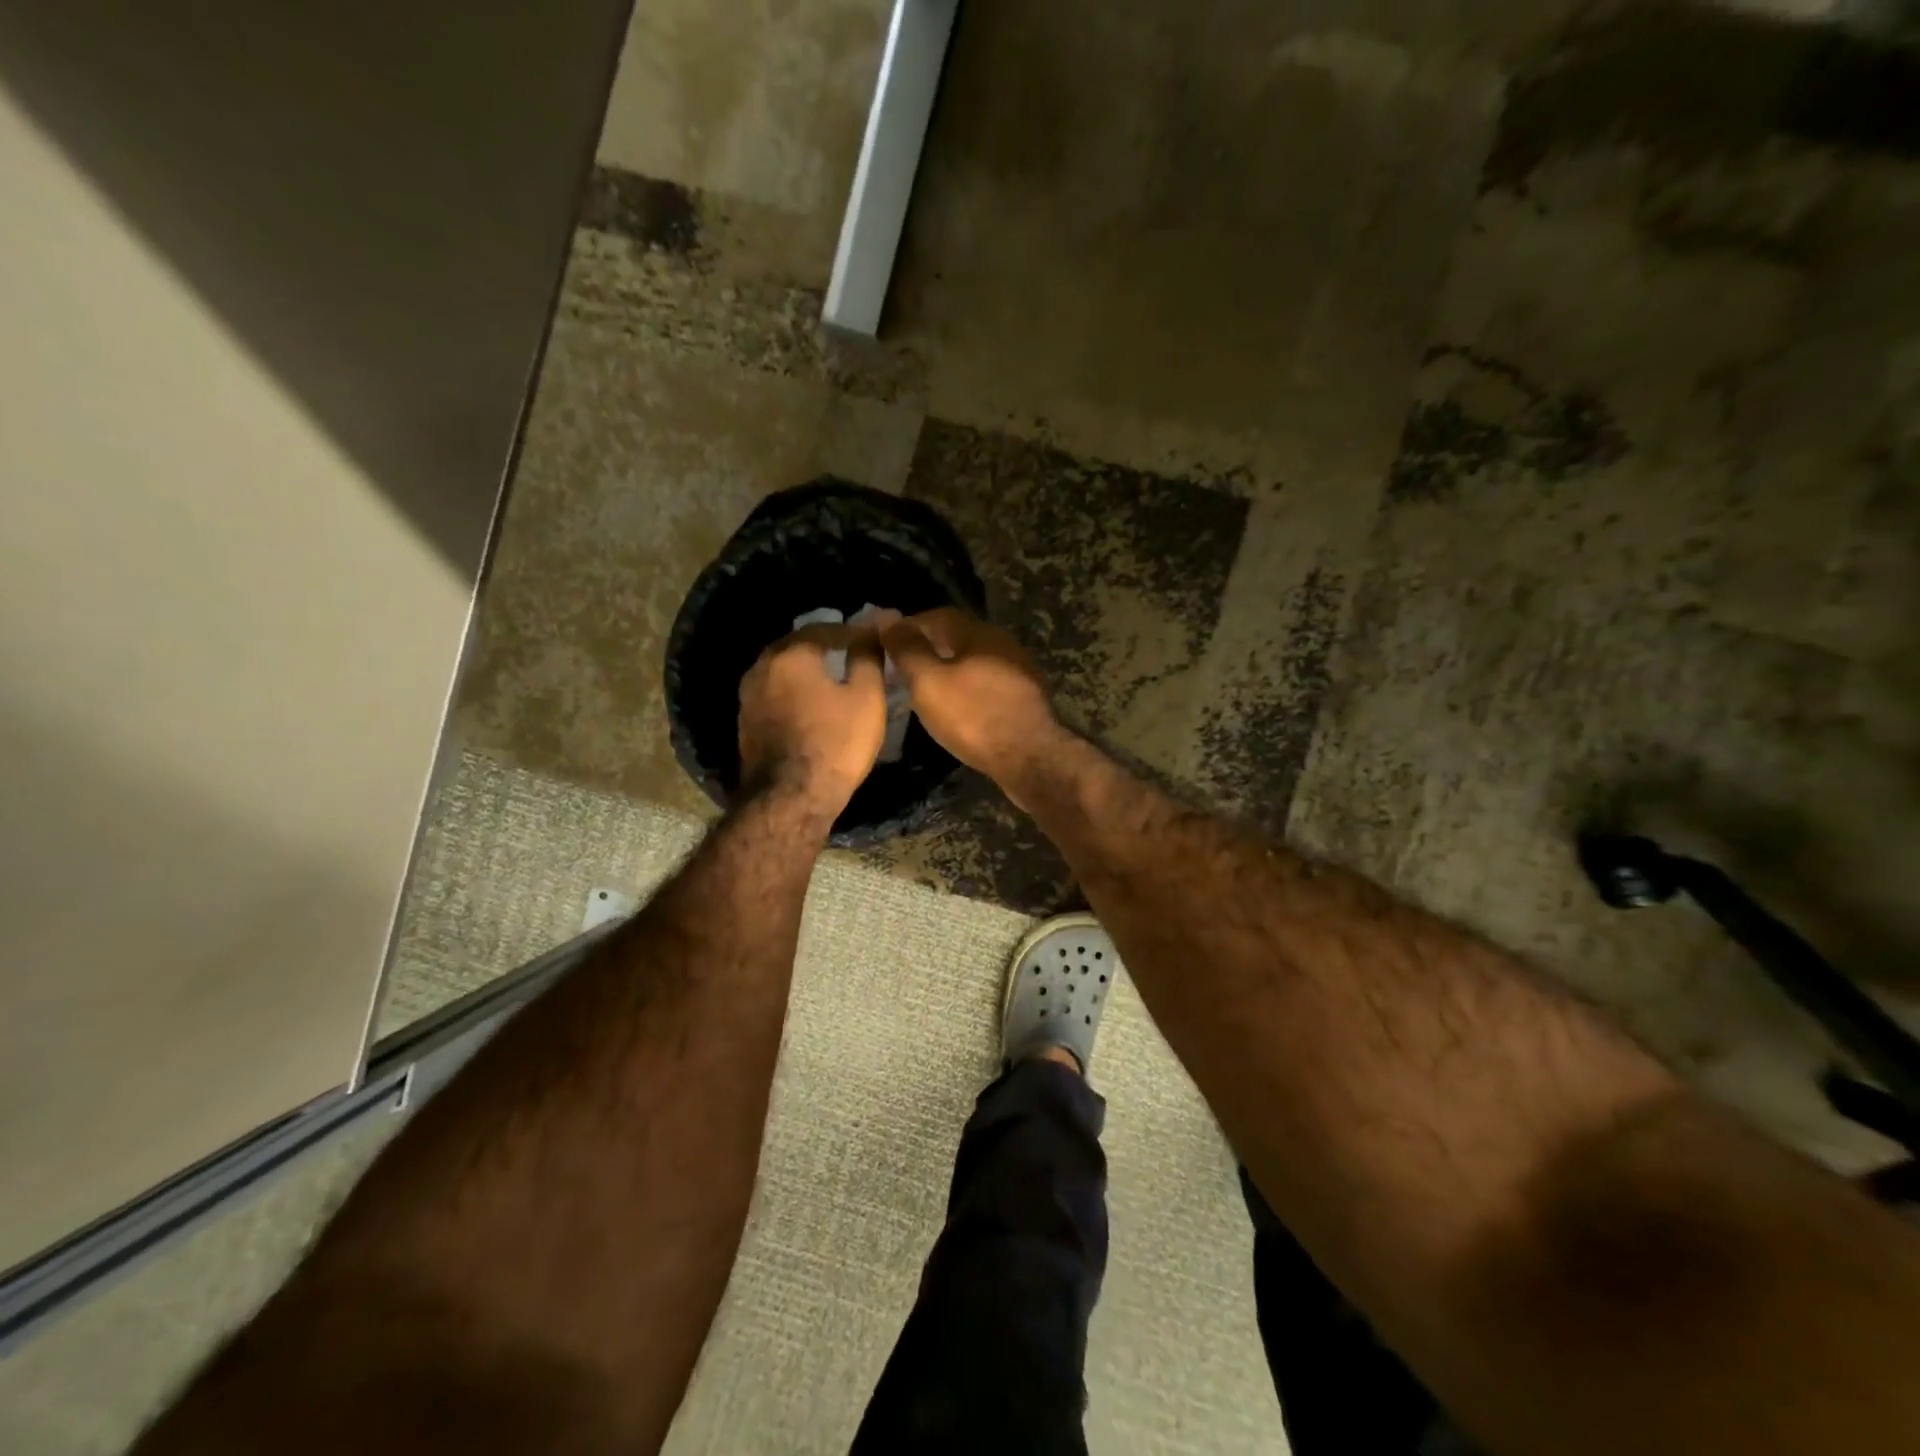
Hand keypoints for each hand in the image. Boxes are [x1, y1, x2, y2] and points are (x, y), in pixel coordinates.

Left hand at [738, 625, 886, 820]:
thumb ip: (867, 658)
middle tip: (850, 653)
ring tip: (831, 679)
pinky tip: (810, 705)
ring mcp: (748, 696)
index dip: (852, 632)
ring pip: (781, 671)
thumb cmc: (836, 743)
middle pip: (797, 646)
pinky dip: (792, 692)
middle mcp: (762, 667)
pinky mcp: (745, 723)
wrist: (790, 799)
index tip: (872, 639)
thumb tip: (869, 632)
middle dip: (824, 647)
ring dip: (805, 670)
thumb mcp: (867, 698)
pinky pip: (773, 694)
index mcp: (791, 654)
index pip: (825, 628)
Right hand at [879, 609, 1064, 796]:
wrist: (1030, 758)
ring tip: (924, 689)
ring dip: (949, 669)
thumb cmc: (973, 716)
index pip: (939, 616)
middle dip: (930, 647)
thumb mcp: (929, 681)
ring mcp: (1019, 672)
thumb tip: (887, 618)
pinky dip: (967, 689)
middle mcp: (1003, 644)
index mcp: (980, 633)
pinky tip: (956, 708)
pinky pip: (988, 685)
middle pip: (959, 637)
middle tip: (901, 667)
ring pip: (975, 662)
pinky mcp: (1025, 699)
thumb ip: (908, 649)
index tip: (887, 642)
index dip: (910, 625)